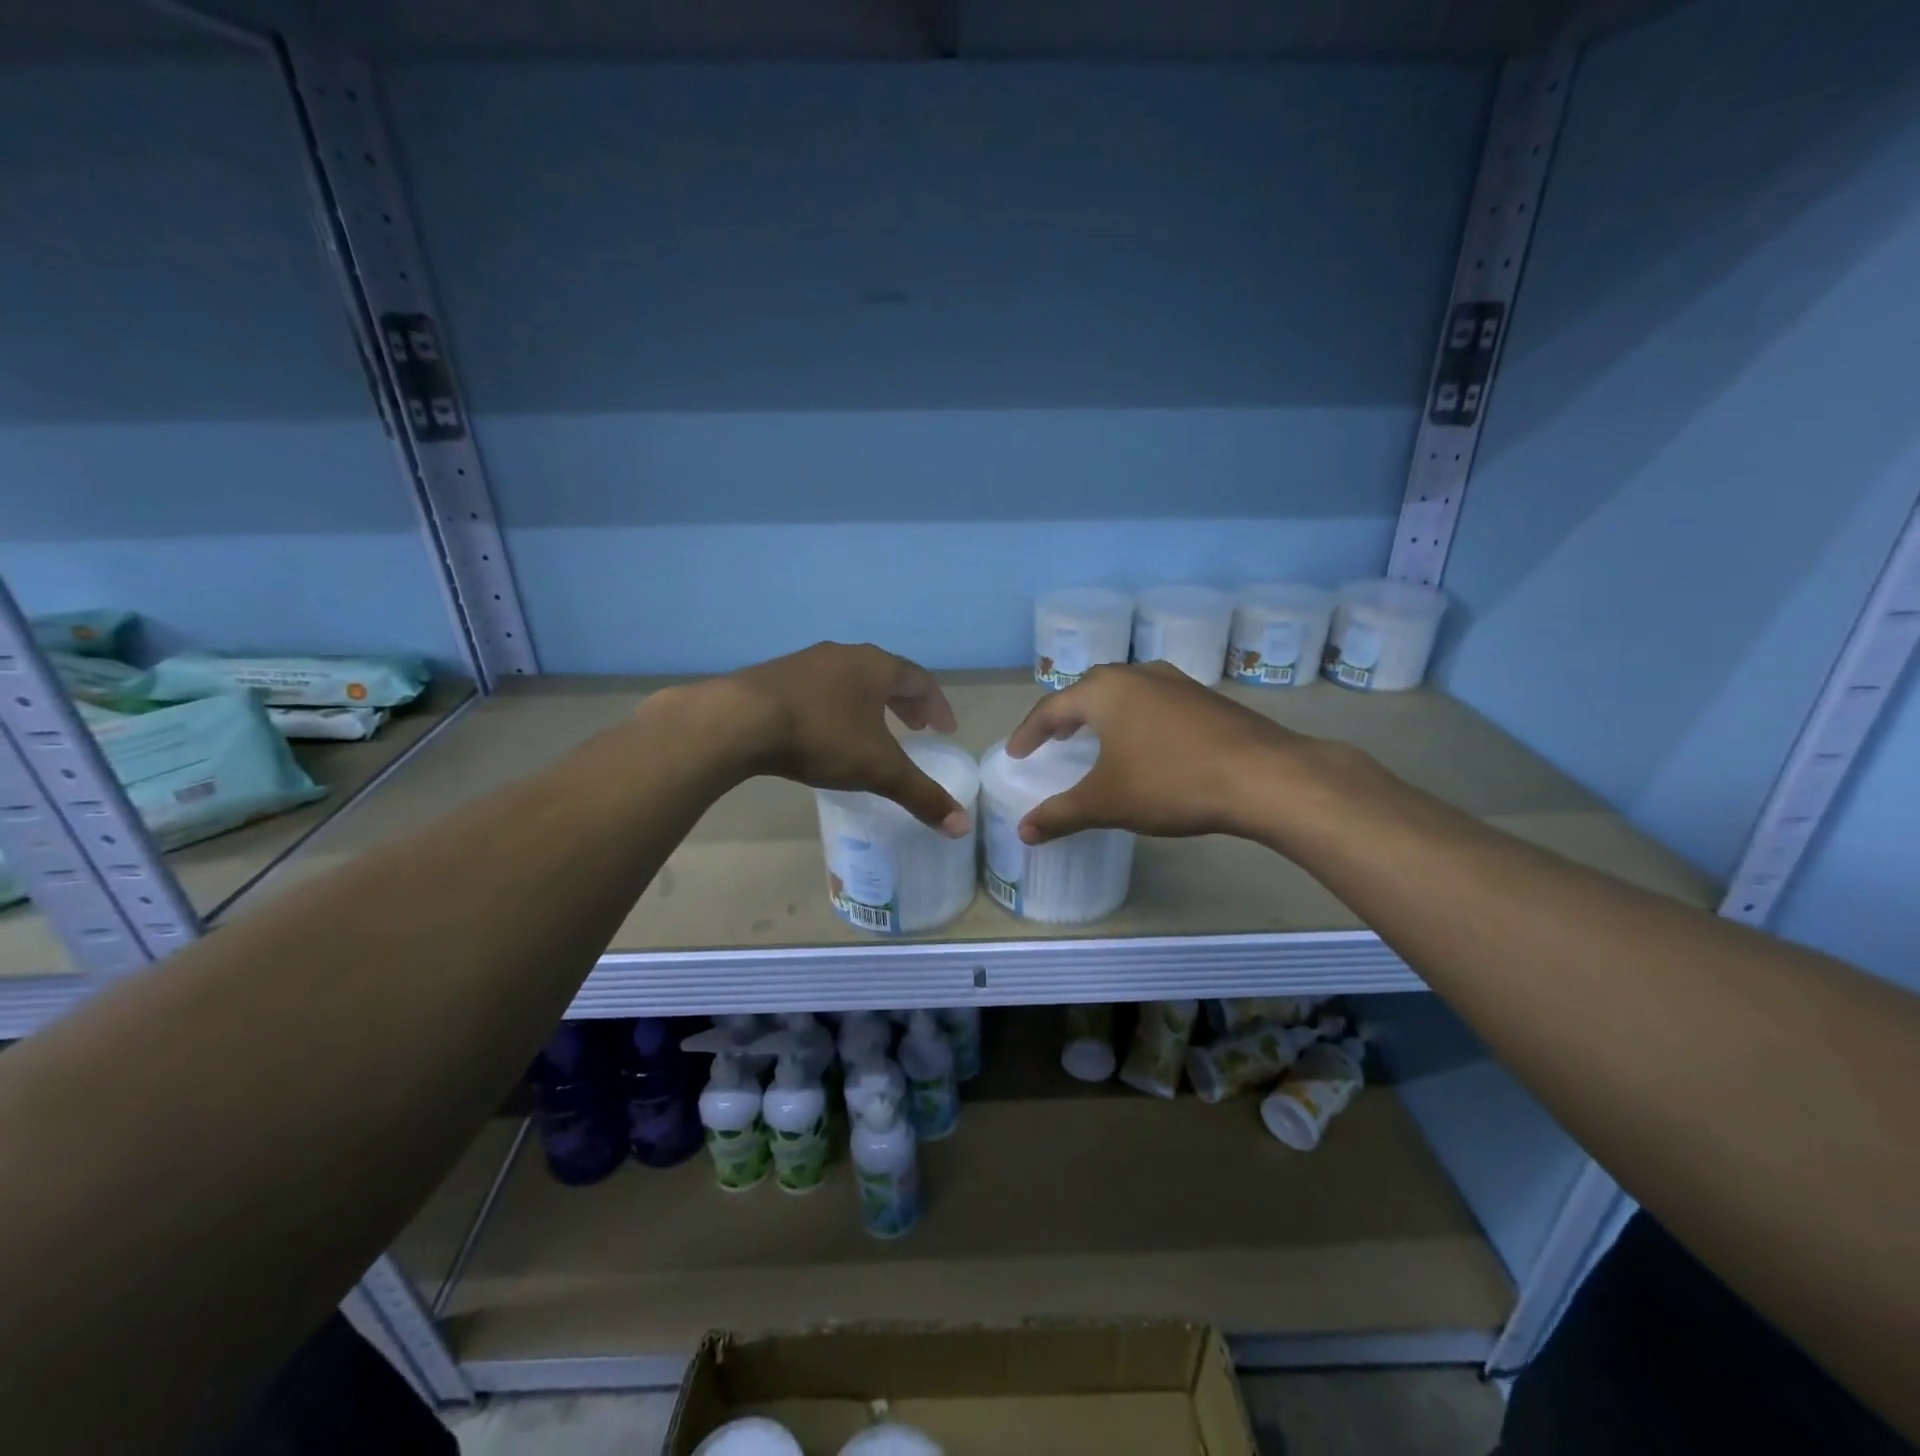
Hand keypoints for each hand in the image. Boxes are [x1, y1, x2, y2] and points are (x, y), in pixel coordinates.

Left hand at [723, 642, 970, 835]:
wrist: (739, 721)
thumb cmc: (821, 736)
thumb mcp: (878, 770)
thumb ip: (921, 795)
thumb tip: (962, 826)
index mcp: (877, 667)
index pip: (921, 681)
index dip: (937, 707)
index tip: (944, 730)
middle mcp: (846, 655)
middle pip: (887, 675)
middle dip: (906, 704)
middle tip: (917, 729)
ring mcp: (808, 661)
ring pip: (852, 679)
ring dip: (871, 702)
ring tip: (875, 729)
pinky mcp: (777, 675)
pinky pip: (822, 687)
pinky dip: (839, 705)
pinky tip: (827, 729)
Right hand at [1005, 662, 1310, 842]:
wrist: (1265, 776)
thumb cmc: (1171, 782)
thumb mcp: (1107, 803)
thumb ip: (1060, 815)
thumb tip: (1023, 832)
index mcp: (1104, 691)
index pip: (1051, 708)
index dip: (1029, 733)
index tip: (1015, 754)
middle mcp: (1137, 675)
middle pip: (1088, 691)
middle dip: (1066, 716)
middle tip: (1053, 740)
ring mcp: (1176, 682)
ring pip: (1125, 693)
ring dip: (1103, 714)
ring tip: (1096, 738)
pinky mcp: (1206, 698)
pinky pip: (1155, 703)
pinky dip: (1137, 719)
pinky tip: (1146, 744)